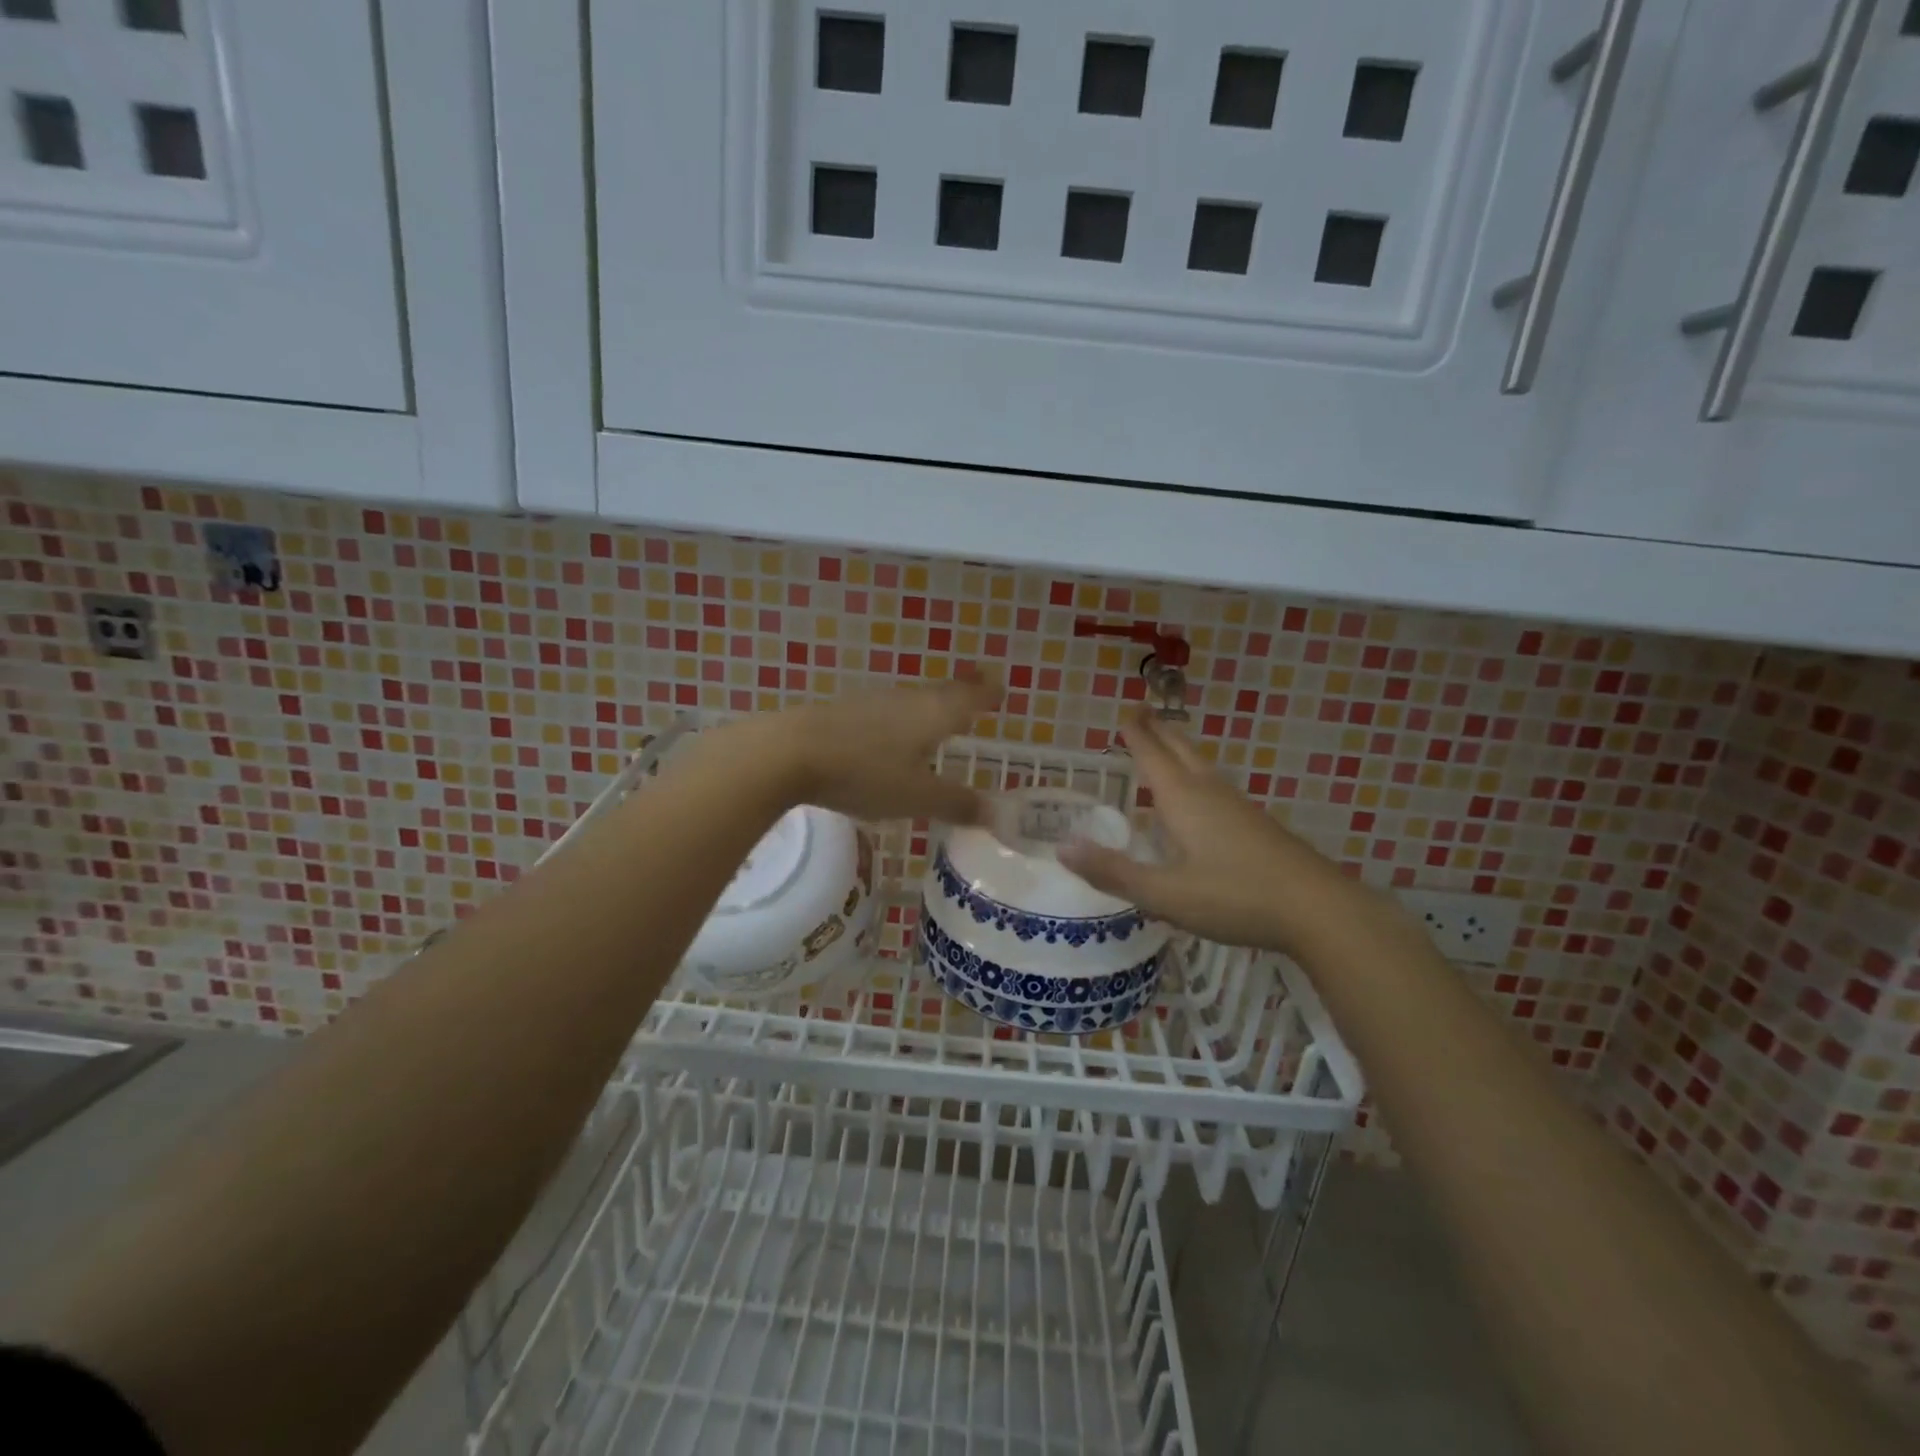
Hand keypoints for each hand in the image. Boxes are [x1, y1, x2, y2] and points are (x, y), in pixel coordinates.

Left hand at [733, 677, 1003, 823]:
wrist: (788, 753)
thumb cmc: (865, 773)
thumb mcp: (917, 797)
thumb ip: (956, 803)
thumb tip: (996, 813)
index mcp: (932, 714)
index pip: (969, 697)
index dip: (987, 693)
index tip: (1001, 686)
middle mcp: (905, 700)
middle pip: (940, 694)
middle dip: (960, 696)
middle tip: (975, 697)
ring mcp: (870, 703)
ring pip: (910, 702)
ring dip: (927, 708)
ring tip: (936, 719)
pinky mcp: (840, 713)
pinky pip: (882, 713)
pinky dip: (896, 722)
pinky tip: (886, 737)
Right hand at [1060, 708, 1367, 954]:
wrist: (1318, 909)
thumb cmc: (1235, 897)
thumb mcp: (1165, 893)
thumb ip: (1114, 872)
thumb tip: (1063, 848)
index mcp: (1184, 800)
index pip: (1152, 756)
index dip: (1136, 734)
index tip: (1125, 710)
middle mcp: (1210, 792)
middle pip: (1181, 751)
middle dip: (1160, 731)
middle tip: (1144, 712)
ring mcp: (1239, 806)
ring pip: (1203, 766)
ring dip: (1181, 750)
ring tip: (1168, 744)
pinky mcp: (1258, 824)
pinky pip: (1218, 785)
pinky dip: (1199, 775)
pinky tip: (1204, 796)